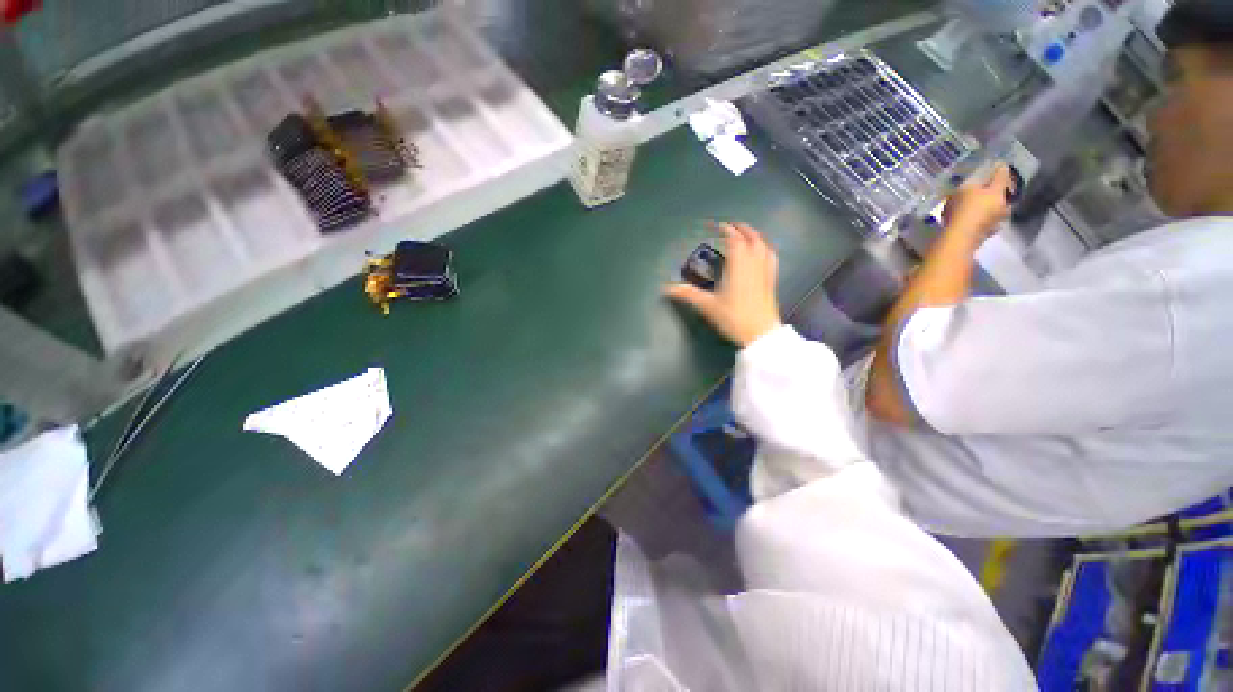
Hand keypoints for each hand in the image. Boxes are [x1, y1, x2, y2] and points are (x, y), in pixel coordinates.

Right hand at [666, 222, 782, 347]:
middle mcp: (754, 264)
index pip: (734, 240)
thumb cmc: (734, 317)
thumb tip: (666, 288)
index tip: (718, 225)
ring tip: (747, 234)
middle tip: (731, 226)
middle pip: (751, 239)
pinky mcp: (771, 281)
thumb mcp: (707, 305)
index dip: (726, 230)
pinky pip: (771, 258)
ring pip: (764, 246)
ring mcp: (765, 272)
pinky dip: (766, 249)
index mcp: (738, 266)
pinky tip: (763, 252)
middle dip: (742, 229)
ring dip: (755, 236)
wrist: (760, 334)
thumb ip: (687, 294)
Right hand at [943, 163, 1012, 239]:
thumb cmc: (962, 209)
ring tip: (979, 206)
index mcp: (998, 190)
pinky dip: (983, 218)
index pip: (1002, 174)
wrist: (960, 237)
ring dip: (990, 206)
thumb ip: (970, 184)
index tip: (999, 163)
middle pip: (1003, 193)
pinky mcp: (989, 232)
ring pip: (997, 208)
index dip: (999, 168)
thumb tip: (976, 182)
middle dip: (996, 191)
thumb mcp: (962, 190)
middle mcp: (1004, 203)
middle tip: (988, 189)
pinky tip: (975, 219)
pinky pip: (988, 221)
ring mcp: (998, 219)